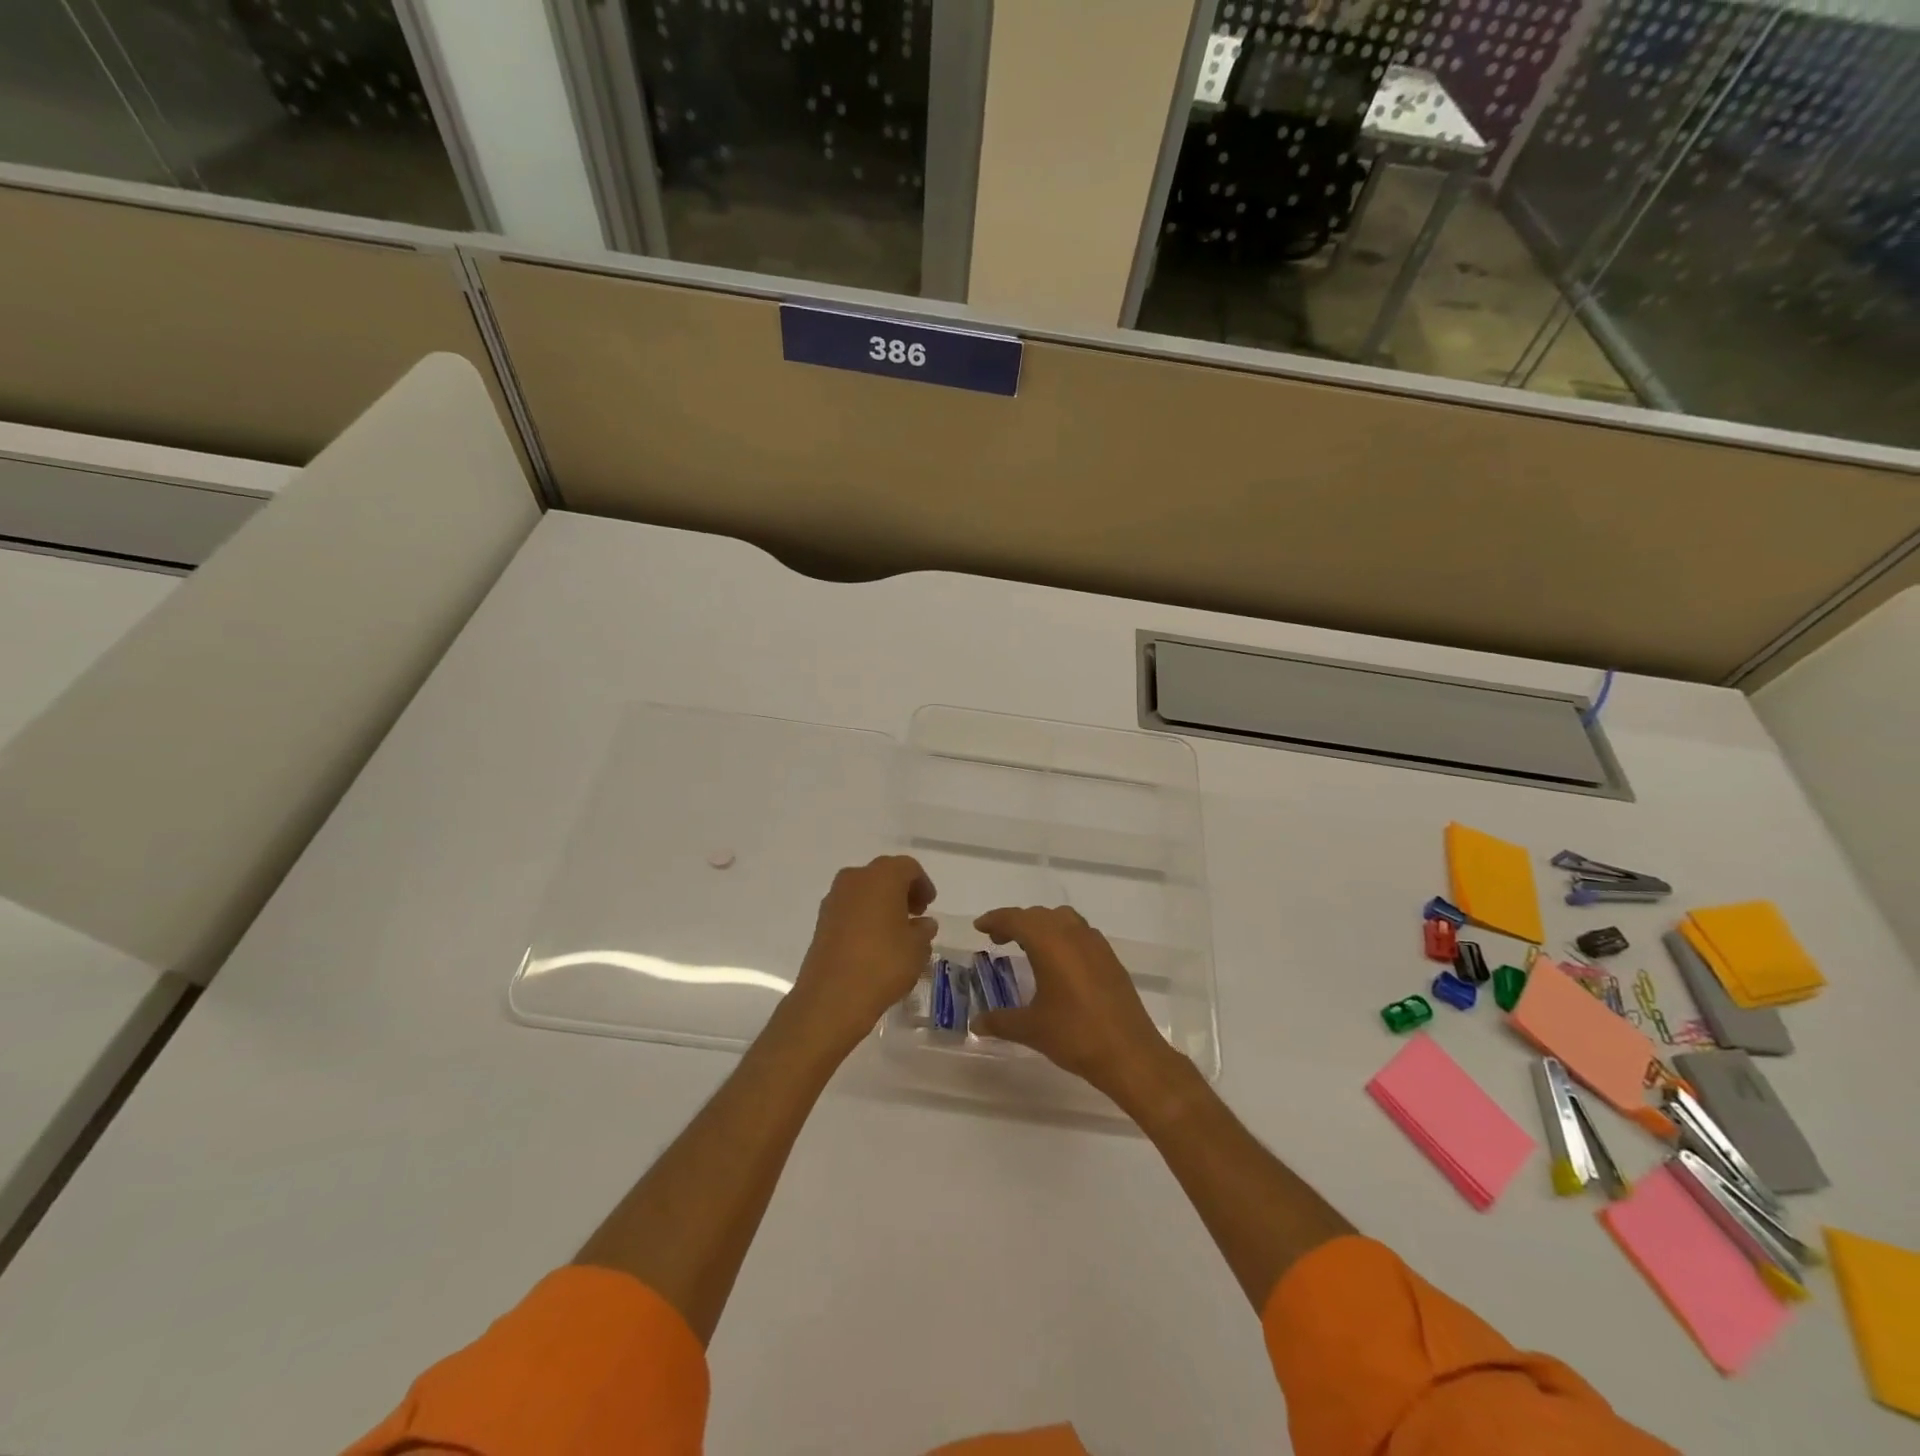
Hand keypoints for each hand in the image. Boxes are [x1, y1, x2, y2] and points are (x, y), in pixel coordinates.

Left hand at [784, 856, 937, 1059]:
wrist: (832, 997)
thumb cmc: (883, 963)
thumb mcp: (917, 948)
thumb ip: (924, 930)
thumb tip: (923, 923)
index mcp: (882, 876)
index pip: (908, 867)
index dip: (922, 884)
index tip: (929, 905)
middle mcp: (855, 879)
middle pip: (883, 874)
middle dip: (901, 891)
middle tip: (915, 914)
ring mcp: (834, 899)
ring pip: (864, 891)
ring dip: (881, 903)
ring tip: (895, 930)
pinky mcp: (821, 921)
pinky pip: (849, 909)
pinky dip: (864, 916)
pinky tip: (873, 942)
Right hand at [970, 906, 1192, 1113]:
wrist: (1130, 1054)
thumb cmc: (1075, 1035)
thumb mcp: (1031, 1029)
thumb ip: (1000, 1021)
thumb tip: (975, 1023)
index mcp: (1050, 943)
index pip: (1016, 919)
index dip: (996, 920)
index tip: (980, 927)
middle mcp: (1073, 935)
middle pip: (1039, 915)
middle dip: (1017, 922)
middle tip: (999, 939)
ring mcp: (1096, 945)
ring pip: (1063, 920)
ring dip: (1042, 926)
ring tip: (1028, 946)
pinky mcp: (1111, 959)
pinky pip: (1081, 934)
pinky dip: (1063, 937)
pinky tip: (1059, 963)